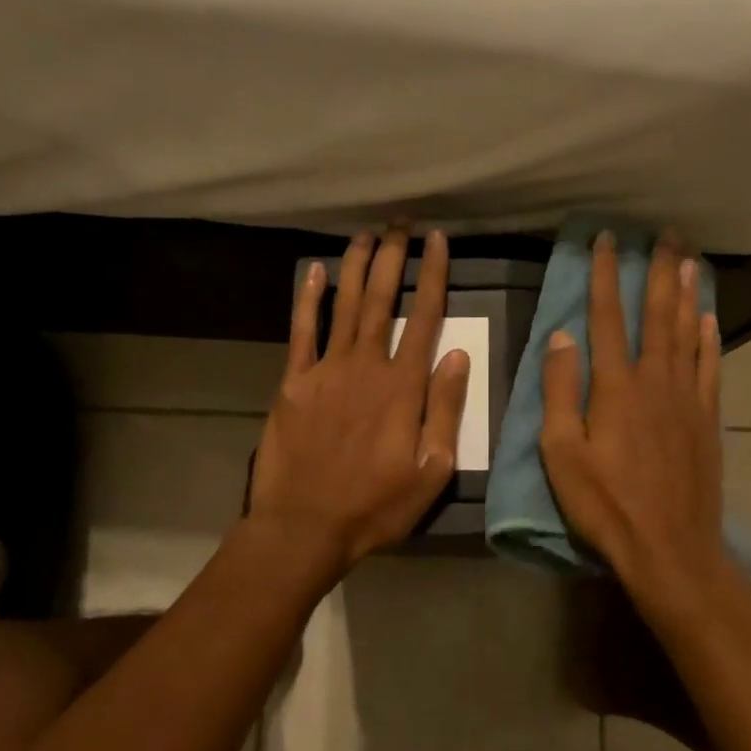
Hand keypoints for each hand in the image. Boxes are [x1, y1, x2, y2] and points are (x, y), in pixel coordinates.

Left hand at [248, 226, 470, 570]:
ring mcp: (326, 370)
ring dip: (355, 266)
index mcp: (403, 386)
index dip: (433, 275)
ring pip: (344, 305)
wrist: (303, 526)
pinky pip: (302, 331)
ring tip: (366, 234)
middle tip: (401, 223)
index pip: (424, 317)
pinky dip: (307, 298)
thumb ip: (445, 408)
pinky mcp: (293, 381)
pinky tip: (312, 271)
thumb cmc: (375, 505)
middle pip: (381, 299)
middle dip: (393, 257)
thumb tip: (457, 354)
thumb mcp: (432, 470)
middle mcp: (366, 365)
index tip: (438, 241)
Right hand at [540, 232, 733, 614]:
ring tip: (690, 260)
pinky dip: (710, 338)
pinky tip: (709, 319)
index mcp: (616, 387)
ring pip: (689, 333)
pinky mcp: (707, 419)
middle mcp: (656, 380)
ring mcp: (687, 398)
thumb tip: (561, 337)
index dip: (605, 275)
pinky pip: (711, 367)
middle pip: (657, 314)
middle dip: (659, 270)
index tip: (606, 240)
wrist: (670, 548)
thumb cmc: (606, 504)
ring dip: (688, 294)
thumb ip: (560, 391)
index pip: (607, 317)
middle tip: (666, 234)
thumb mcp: (561, 453)